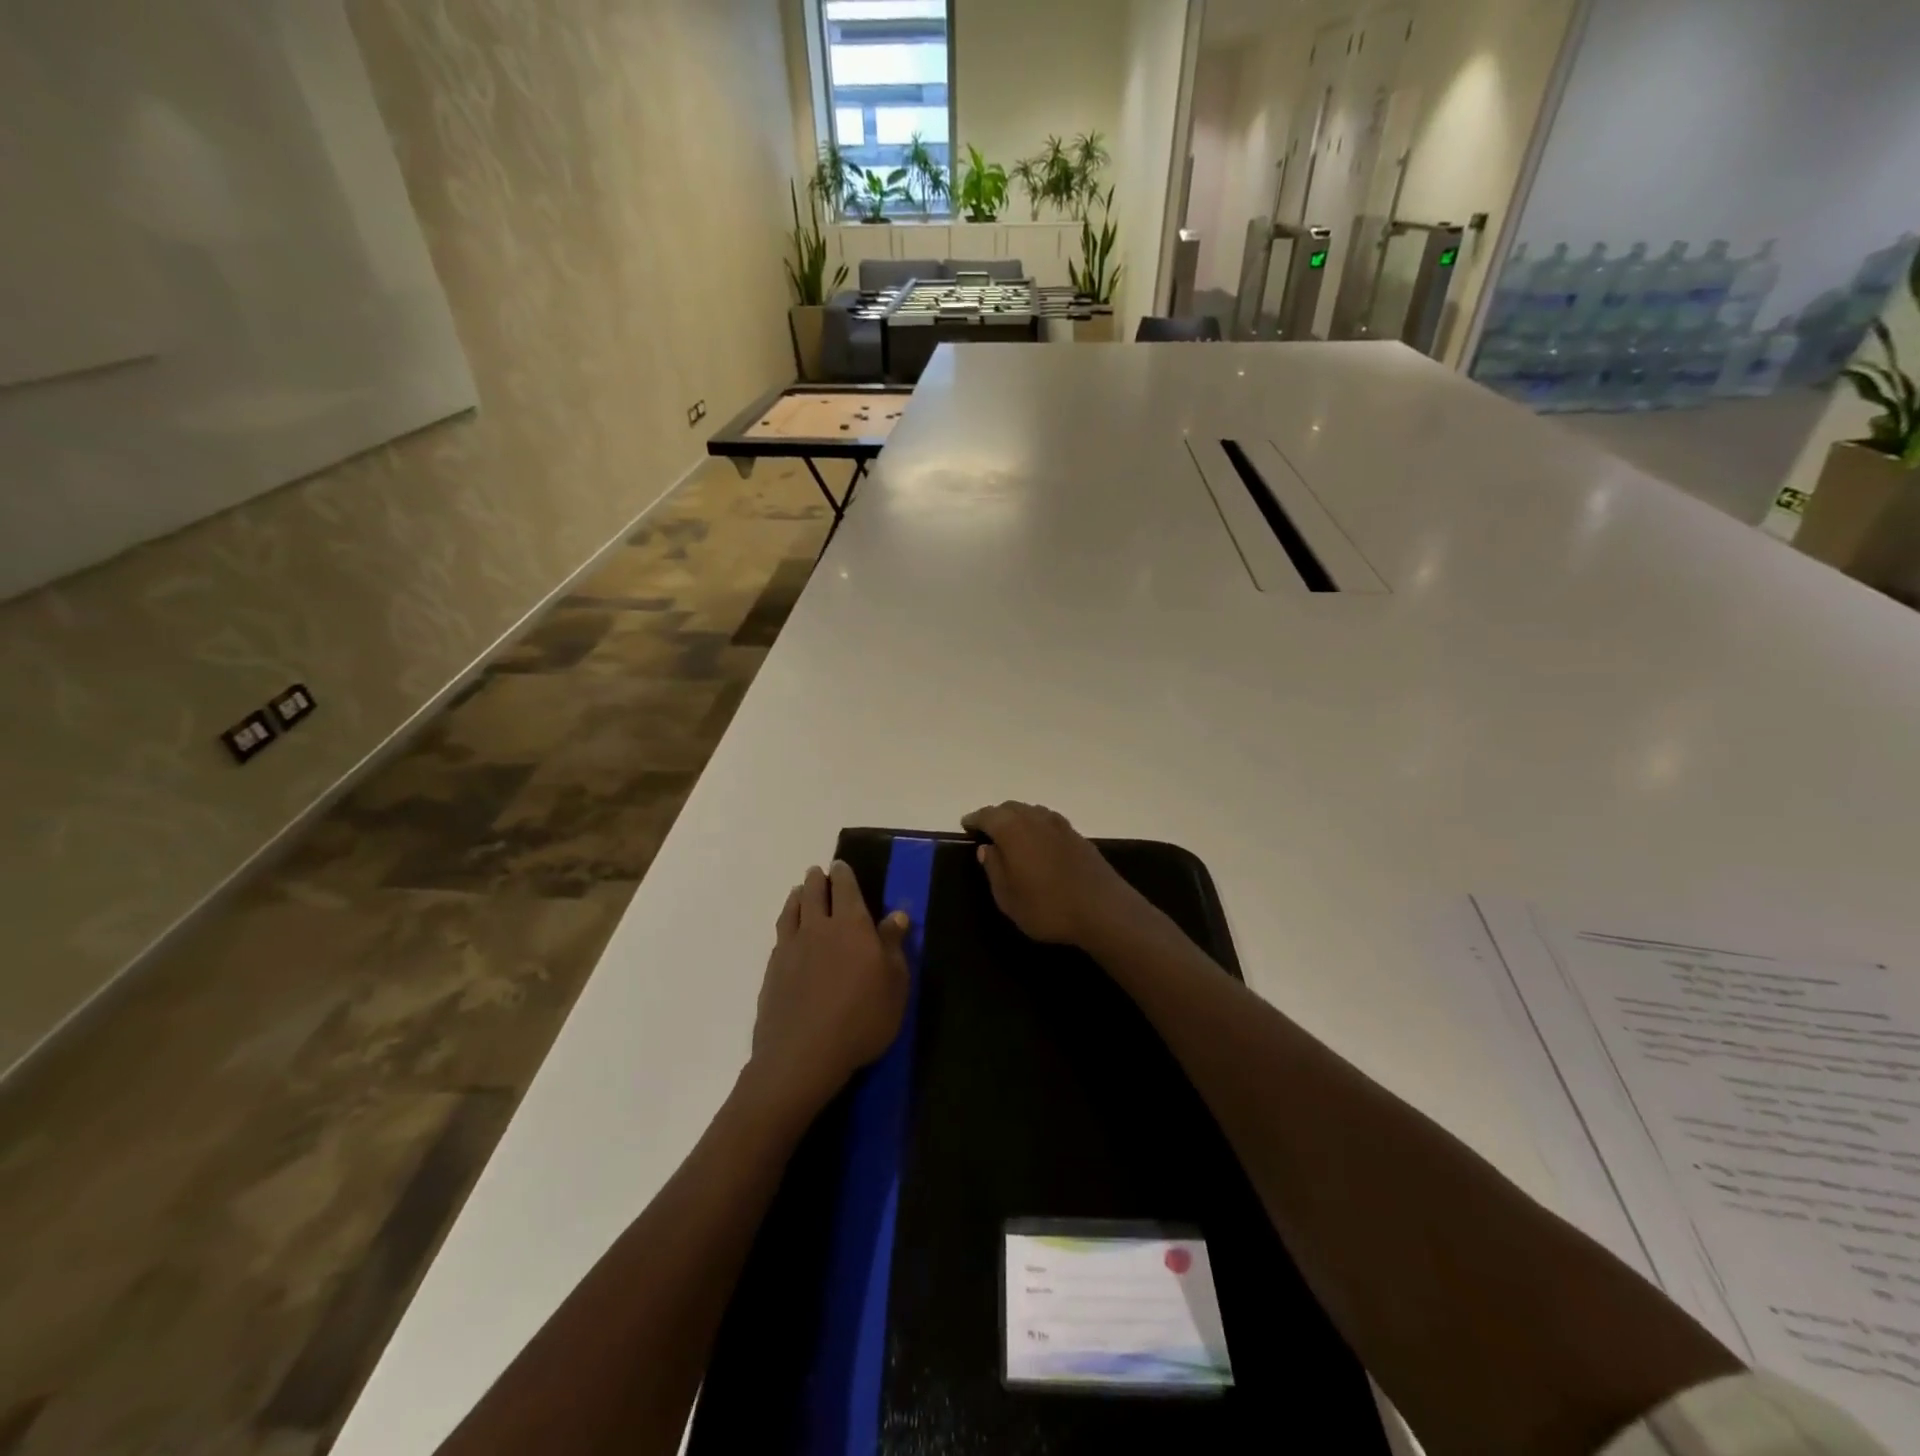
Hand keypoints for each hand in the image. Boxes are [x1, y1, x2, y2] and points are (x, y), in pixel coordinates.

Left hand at [749, 861, 909, 1113]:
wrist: (802, 1055)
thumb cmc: (861, 1019)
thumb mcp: (894, 985)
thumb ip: (893, 946)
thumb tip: (897, 914)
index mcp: (852, 925)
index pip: (846, 888)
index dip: (843, 874)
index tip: (840, 865)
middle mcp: (818, 927)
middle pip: (814, 893)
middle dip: (817, 880)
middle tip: (817, 873)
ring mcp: (791, 948)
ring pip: (792, 911)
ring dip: (797, 897)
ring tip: (800, 892)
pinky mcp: (772, 971)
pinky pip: (780, 935)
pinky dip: (785, 923)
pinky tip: (788, 932)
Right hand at [961, 802, 1145, 948]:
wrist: (1103, 910)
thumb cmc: (1047, 907)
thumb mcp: (1008, 898)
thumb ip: (994, 869)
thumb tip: (986, 848)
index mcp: (1013, 830)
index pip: (987, 815)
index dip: (974, 819)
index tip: (966, 825)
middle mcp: (1035, 819)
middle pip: (1010, 808)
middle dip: (995, 816)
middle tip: (986, 831)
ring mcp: (1060, 824)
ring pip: (1031, 812)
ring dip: (1017, 818)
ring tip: (1010, 836)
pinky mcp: (1077, 835)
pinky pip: (1048, 821)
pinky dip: (1036, 826)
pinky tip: (1038, 842)